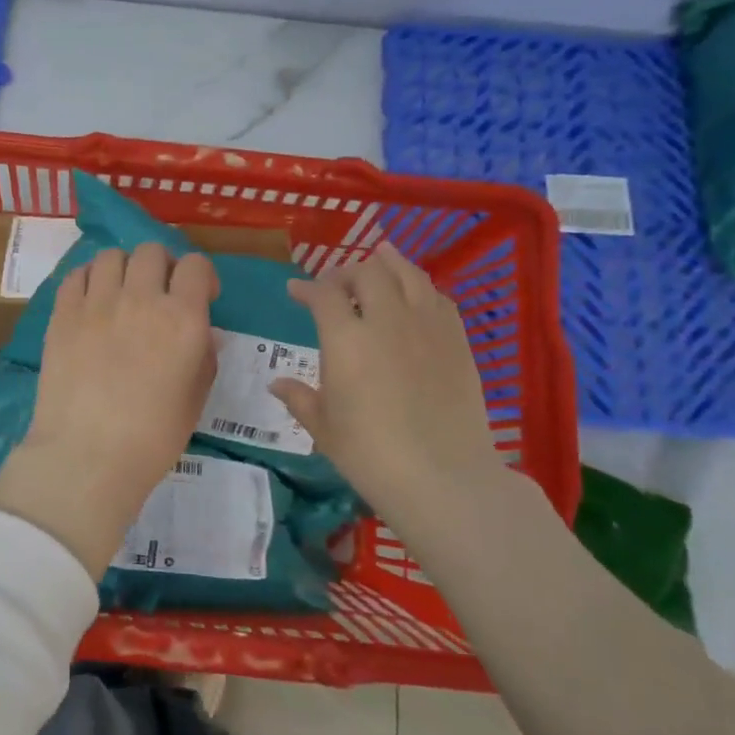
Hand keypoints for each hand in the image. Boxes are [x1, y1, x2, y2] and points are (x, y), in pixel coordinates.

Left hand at [0, 243, 218, 576]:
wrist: (87, 455)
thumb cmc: (152, 437)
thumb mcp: (195, 398)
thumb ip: (204, 356)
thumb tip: (205, 331)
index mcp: (183, 318)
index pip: (196, 266)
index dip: (201, 276)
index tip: (200, 297)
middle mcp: (141, 298)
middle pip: (152, 251)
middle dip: (162, 266)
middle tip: (158, 294)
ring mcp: (97, 302)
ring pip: (112, 256)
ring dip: (123, 269)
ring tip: (120, 294)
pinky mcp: (63, 313)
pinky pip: (76, 274)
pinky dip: (88, 279)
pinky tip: (91, 301)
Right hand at [269, 239, 505, 530]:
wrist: (442, 476)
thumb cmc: (370, 455)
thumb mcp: (324, 428)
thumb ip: (300, 398)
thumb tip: (276, 384)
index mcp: (346, 339)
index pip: (324, 295)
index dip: (306, 288)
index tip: (295, 291)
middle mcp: (386, 319)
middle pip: (367, 273)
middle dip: (346, 271)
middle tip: (337, 284)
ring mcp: (427, 326)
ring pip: (408, 274)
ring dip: (388, 264)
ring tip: (380, 258)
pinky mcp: (458, 340)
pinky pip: (439, 298)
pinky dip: (420, 287)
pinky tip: (416, 295)